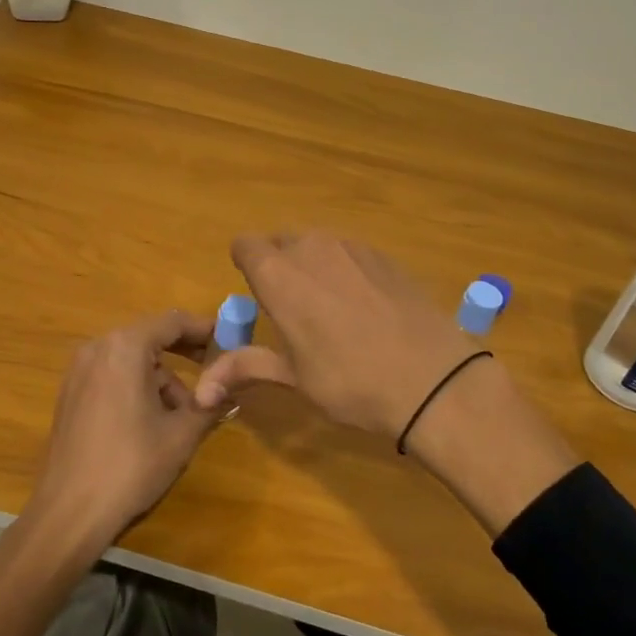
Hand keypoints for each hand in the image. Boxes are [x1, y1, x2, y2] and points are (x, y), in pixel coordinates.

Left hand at [28, 310, 219, 548]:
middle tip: (215, 371)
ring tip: (183, 414)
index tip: (230, 339)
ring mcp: (78, 371)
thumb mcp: (182, 434)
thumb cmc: (131, 465)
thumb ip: (211, 401)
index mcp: (125, 348)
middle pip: (150, 337)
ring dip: (161, 377)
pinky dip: (137, 386)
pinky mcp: (70, 394)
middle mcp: (97, 348)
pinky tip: (152, 422)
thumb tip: (235, 385)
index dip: (204, 328)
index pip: (172, 321)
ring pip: (131, 359)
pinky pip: (112, 375)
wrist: (70, 511)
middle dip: (184, 353)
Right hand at [195, 232, 578, 532]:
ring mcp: (354, 247)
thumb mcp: (294, 378)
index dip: (246, 266)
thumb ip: (245, 368)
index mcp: (279, 274)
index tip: (258, 297)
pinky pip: (351, 253)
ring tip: (331, 311)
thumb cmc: (351, 382)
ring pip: (318, 245)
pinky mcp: (386, 256)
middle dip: (279, 268)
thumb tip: (201, 393)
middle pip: (281, 242)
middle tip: (293, 311)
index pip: (244, 245)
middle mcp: (312, 247)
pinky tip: (367, 309)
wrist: (434, 381)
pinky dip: (347, 271)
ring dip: (313, 267)